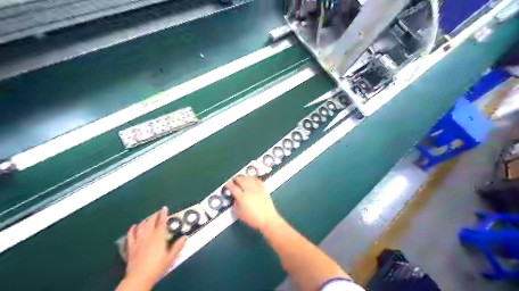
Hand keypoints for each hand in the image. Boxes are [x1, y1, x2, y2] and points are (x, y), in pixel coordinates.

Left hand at [121, 207, 186, 290]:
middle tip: (157, 213)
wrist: (140, 277)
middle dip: (154, 215)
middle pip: (150, 222)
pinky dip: (132, 229)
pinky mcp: (131, 247)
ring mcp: (138, 240)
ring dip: (145, 221)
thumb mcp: (171, 257)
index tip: (164, 208)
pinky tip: (134, 226)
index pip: (161, 222)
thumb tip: (184, 237)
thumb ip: (178, 246)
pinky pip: (130, 235)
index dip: (163, 214)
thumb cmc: (157, 267)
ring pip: (141, 226)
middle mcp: (148, 236)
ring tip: (148, 219)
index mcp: (159, 237)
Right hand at [223, 177, 279, 232]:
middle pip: (241, 180)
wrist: (267, 219)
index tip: (227, 184)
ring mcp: (257, 189)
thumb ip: (235, 205)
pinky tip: (251, 179)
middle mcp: (249, 191)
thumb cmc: (252, 219)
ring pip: (249, 179)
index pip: (233, 188)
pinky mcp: (263, 189)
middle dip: (236, 179)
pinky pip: (257, 180)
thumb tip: (234, 198)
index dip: (228, 185)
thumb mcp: (239, 214)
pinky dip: (252, 179)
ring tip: (241, 179)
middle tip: (233, 180)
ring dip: (244, 177)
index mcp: (242, 197)